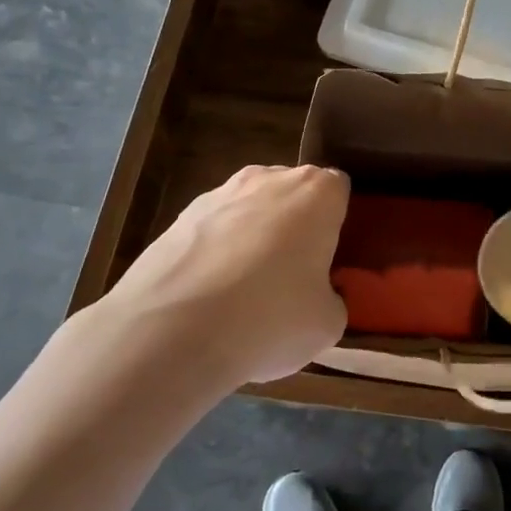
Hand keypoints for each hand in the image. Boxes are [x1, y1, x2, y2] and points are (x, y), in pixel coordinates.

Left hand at [100, 164, 349, 384]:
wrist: (171, 331)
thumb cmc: (270, 317)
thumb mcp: (327, 324)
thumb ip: (332, 299)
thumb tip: (320, 297)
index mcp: (317, 193)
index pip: (339, 190)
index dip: (337, 223)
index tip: (332, 258)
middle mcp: (270, 179)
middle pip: (292, 194)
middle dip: (294, 225)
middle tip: (293, 276)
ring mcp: (219, 194)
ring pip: (249, 210)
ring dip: (252, 238)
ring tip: (244, 293)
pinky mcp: (178, 218)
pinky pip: (212, 231)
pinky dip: (215, 255)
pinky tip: (207, 299)